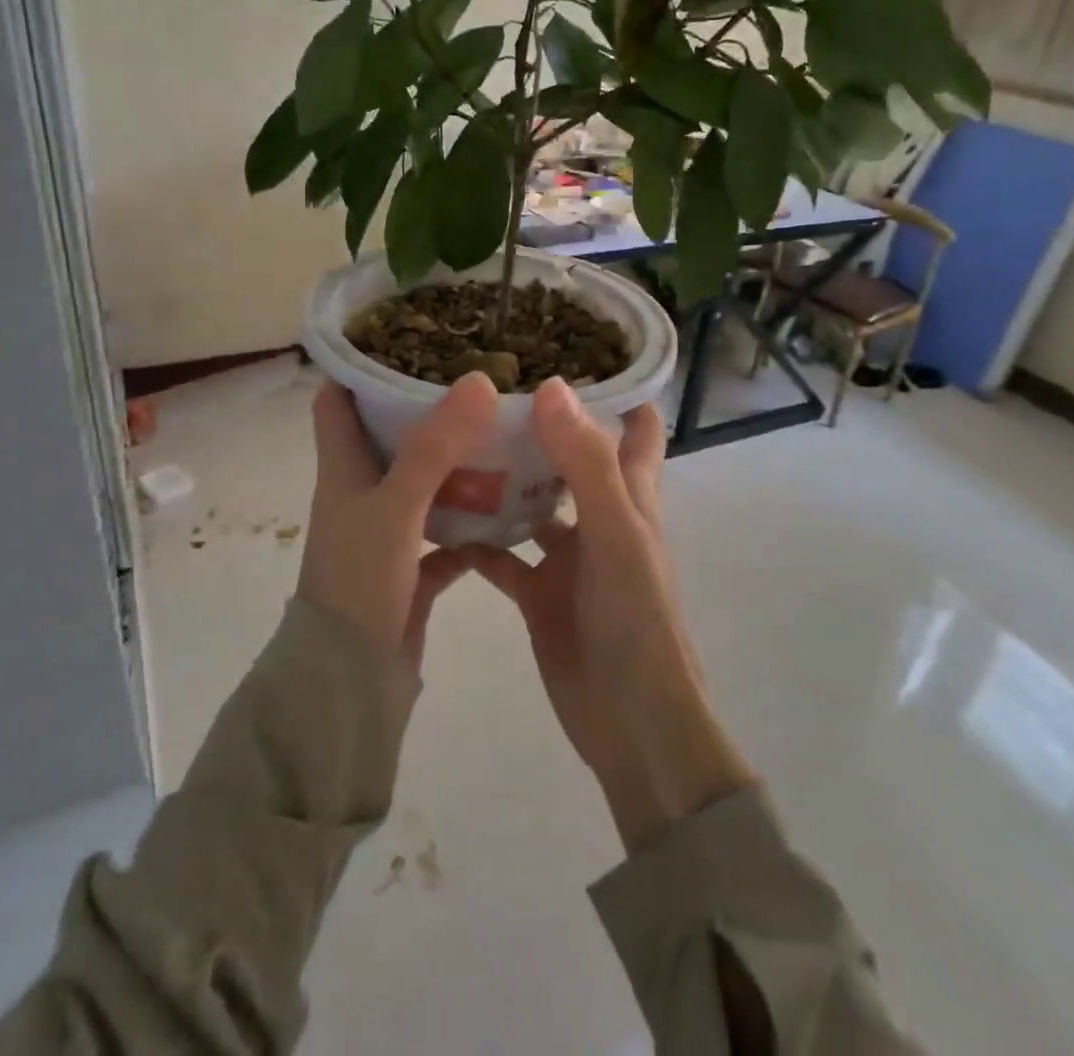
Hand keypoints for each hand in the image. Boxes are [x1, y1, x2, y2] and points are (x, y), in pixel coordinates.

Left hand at [299, 371, 496, 675]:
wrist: (350, 681)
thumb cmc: (360, 582)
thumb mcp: (394, 507)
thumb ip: (434, 447)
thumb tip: (478, 380)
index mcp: (343, 470)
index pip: (336, 401)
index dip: (358, 366)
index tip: (403, 336)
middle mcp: (361, 493)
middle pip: (387, 436)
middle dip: (423, 406)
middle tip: (476, 377)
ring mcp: (387, 531)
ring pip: (422, 482)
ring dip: (454, 461)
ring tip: (501, 429)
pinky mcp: (411, 568)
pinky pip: (446, 532)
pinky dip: (471, 518)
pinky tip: (510, 504)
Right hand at [467, 378, 754, 850]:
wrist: (631, 723)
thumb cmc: (635, 621)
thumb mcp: (616, 534)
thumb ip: (587, 463)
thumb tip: (552, 388)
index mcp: (631, 496)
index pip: (637, 428)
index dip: (618, 390)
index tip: (574, 350)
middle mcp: (600, 517)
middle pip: (572, 458)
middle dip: (541, 426)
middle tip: (488, 387)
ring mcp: (568, 557)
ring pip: (532, 503)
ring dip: (502, 479)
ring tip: (452, 441)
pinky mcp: (538, 593)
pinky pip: (501, 556)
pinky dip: (475, 539)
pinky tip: (436, 521)